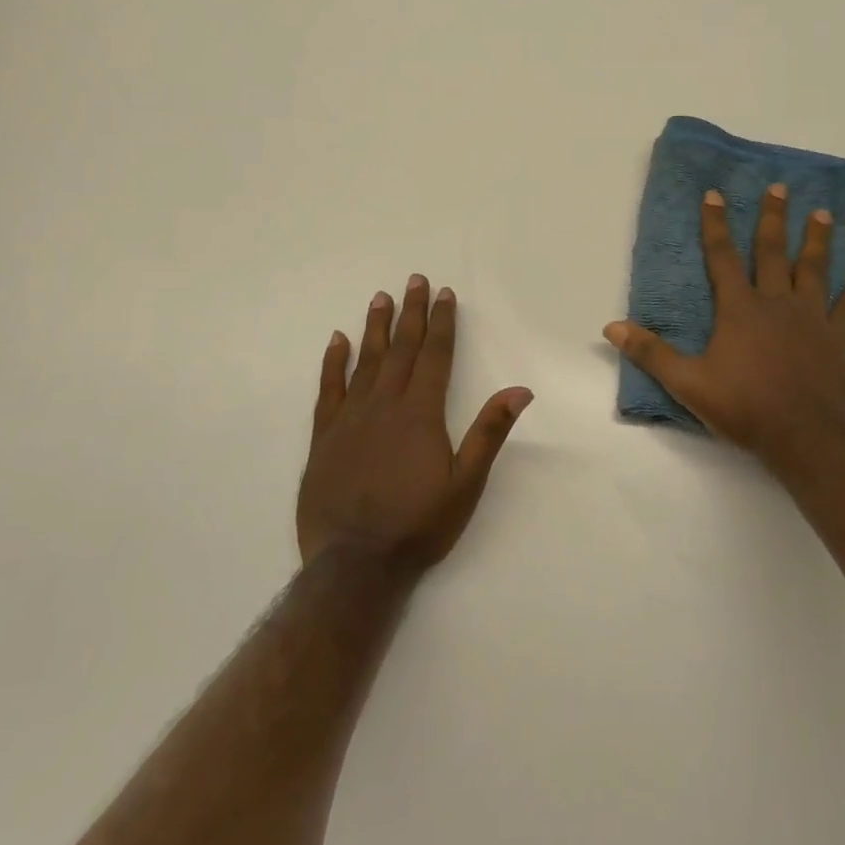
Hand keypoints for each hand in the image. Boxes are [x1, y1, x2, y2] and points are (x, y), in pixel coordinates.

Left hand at [298, 276, 532, 573]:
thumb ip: (489, 433)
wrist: (355, 563)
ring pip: (366, 361)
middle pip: (402, 349)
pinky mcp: (324, 436)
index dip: (441, 323)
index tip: (444, 294)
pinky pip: (328, 389)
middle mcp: (384, 405)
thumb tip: (519, 390)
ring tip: (382, 298)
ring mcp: (350, 418)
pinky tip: (337, 340)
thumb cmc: (418, 525)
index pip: (435, 356)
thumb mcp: (466, 484)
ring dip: (376, 328)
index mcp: (421, 414)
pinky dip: (333, 362)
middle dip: (412, 313)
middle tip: (415, 280)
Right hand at [604, 184, 844, 471]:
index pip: (722, 257)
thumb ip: (651, 353)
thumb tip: (611, 327)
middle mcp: (776, 304)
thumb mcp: (688, 382)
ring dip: (817, 242)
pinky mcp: (837, 342)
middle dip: (773, 218)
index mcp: (739, 309)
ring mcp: (811, 320)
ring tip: (822, 214)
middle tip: (780, 187)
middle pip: (773, 252)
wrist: (807, 436)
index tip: (715, 194)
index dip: (715, 225)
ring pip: (814, 271)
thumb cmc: (745, 406)